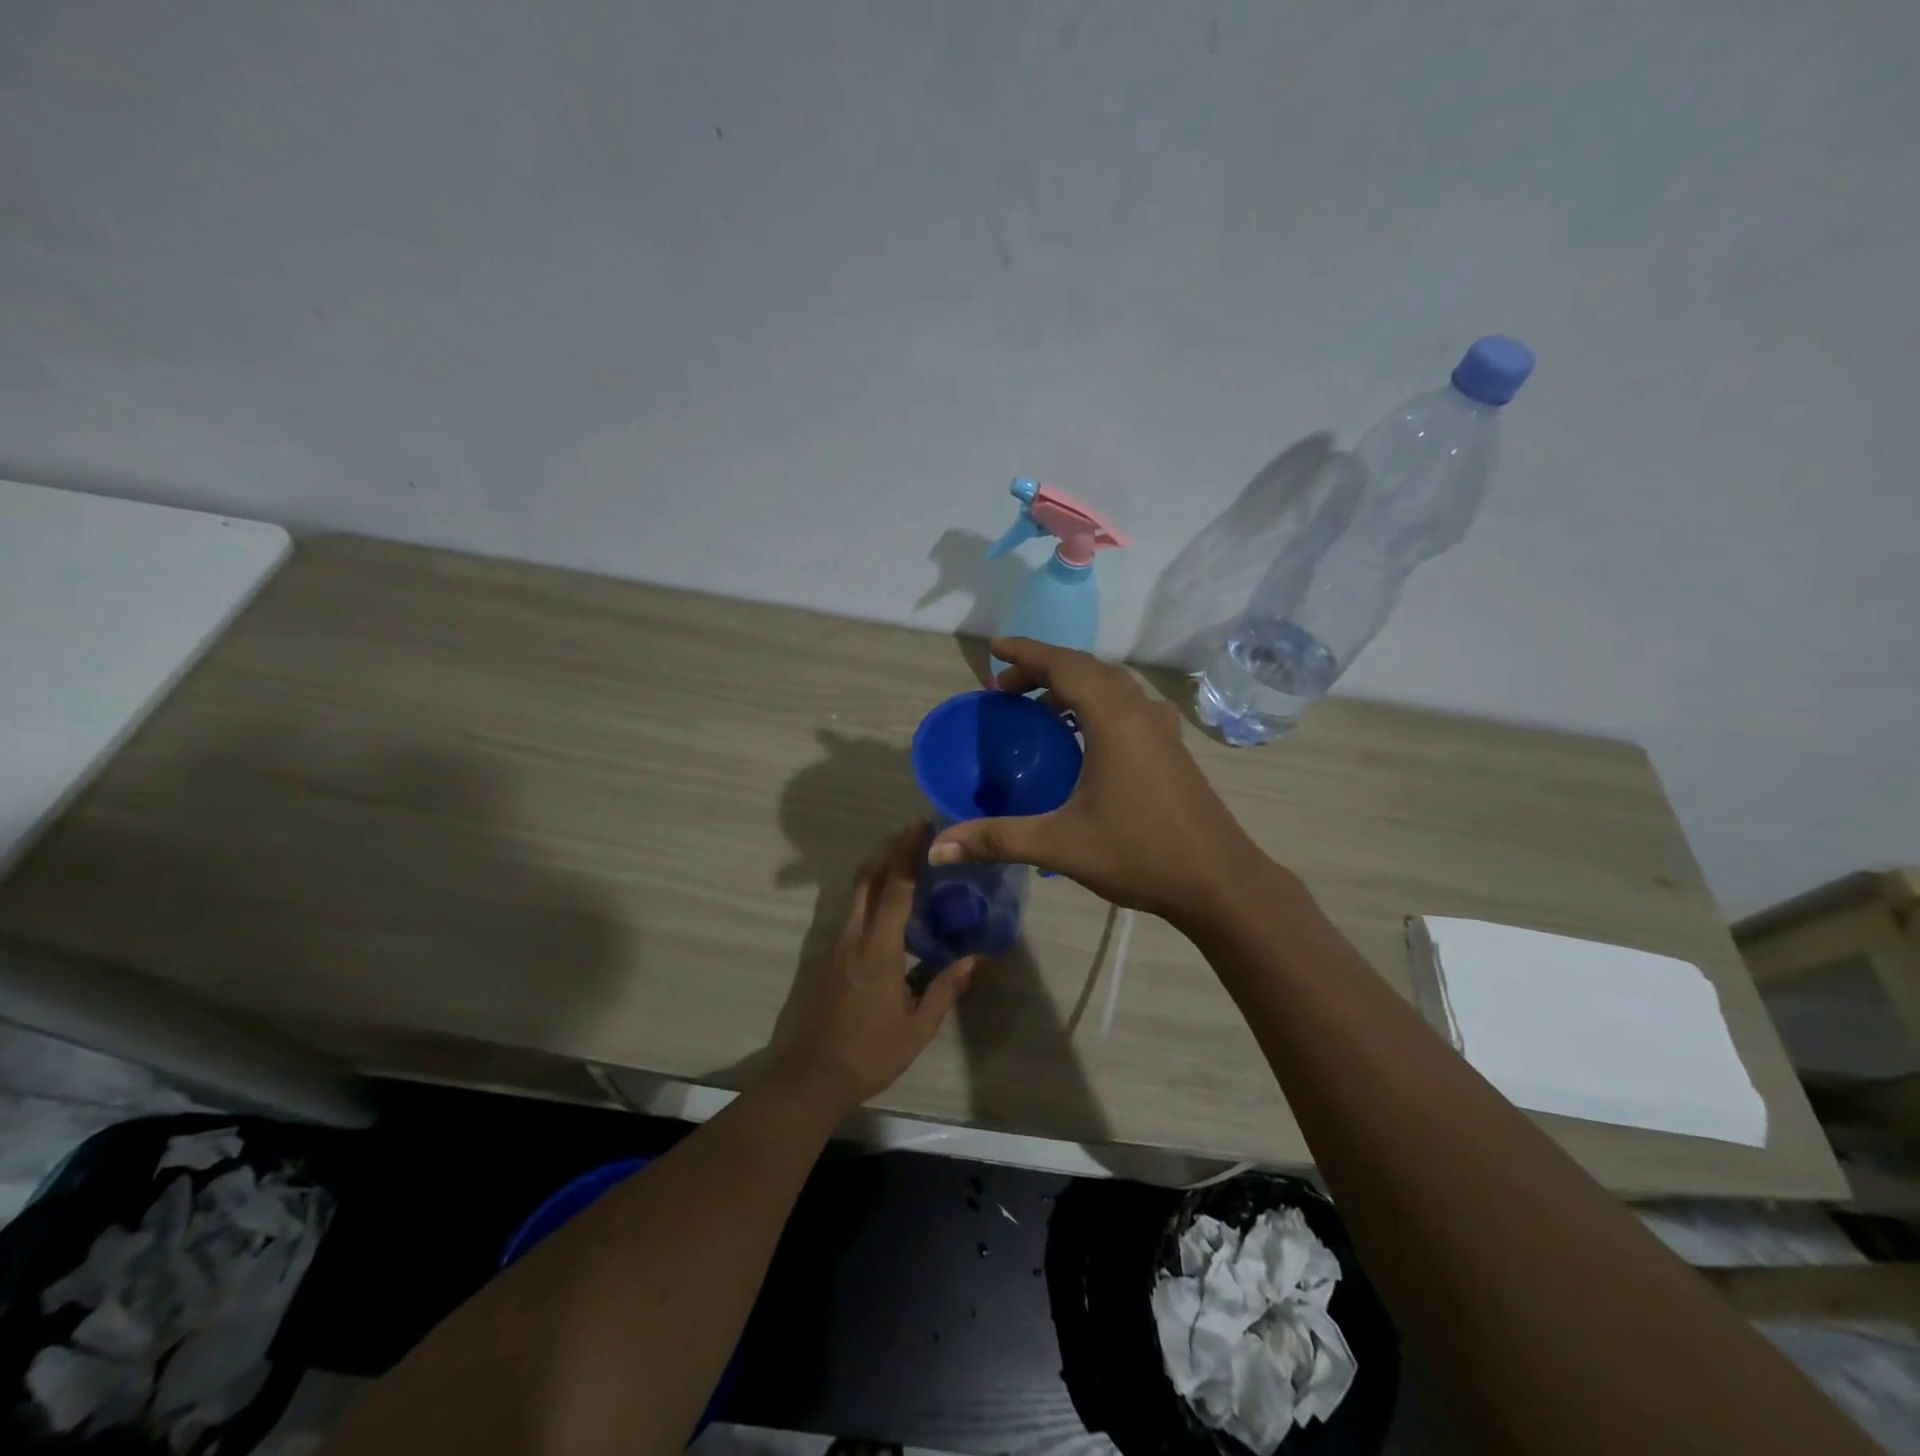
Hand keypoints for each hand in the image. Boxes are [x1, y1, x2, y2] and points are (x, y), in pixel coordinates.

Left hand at [761, 823, 977, 1115]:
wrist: (807, 1078)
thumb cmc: (867, 1054)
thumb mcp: (917, 1028)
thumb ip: (946, 989)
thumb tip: (977, 959)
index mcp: (878, 949)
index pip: (895, 888)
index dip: (908, 853)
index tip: (921, 826)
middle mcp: (852, 937)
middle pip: (868, 878)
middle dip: (889, 849)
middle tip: (912, 831)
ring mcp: (833, 946)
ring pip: (854, 894)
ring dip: (876, 869)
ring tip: (901, 860)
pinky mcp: (824, 958)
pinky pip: (849, 914)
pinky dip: (867, 895)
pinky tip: (883, 908)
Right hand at [927, 638, 1266, 926]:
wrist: (1218, 880)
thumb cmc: (1140, 853)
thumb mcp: (1061, 845)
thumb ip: (997, 839)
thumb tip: (938, 848)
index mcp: (1113, 718)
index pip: (1064, 665)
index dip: (1026, 652)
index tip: (994, 648)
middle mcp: (1139, 710)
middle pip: (1086, 668)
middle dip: (1043, 669)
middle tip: (1005, 689)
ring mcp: (1161, 727)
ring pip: (1110, 684)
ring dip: (1071, 684)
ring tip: (1037, 708)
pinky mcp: (1171, 746)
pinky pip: (1126, 704)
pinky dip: (1094, 703)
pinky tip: (1081, 736)